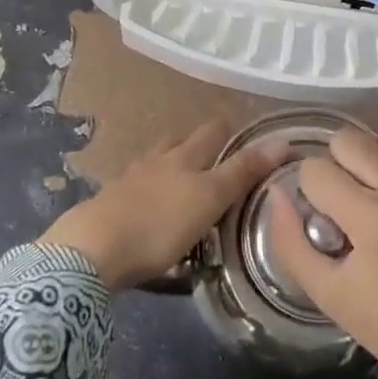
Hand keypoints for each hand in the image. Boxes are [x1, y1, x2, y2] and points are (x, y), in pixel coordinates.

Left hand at [41, 121, 282, 290]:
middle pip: (181, 140)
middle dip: (200, 144)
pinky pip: (137, 186)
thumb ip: (243, 171)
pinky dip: (149, 189)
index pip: (213, 130)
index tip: (247, 140)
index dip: (231, 130)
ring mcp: (130, 179)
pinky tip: (151, 204)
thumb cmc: (160, 223)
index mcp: (184, 156)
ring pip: (157, 160)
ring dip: (172, 164)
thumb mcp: (210, 198)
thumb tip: (283, 141)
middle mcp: (158, 159)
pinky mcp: (111, 202)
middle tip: (218, 161)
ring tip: (184, 180)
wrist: (93, 248)